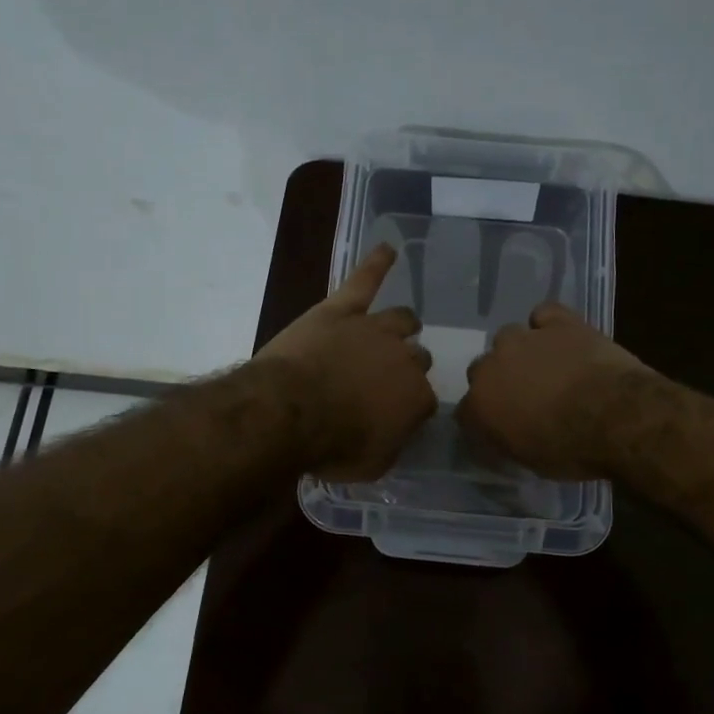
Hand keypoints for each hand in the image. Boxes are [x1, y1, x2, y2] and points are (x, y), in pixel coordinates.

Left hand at [253, 243, 436, 479]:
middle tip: (387, 379)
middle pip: (417, 358)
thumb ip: (392, 443)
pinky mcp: (341, 309)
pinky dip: (377, 264)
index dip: (409, 407)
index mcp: (416, 397)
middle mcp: (404, 358)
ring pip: (401, 320)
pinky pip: (364, 280)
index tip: (394, 415)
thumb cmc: (332, 445)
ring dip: (403, 325)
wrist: (291, 411)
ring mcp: (373, 329)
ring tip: (403, 325)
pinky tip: (388, 249)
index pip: (423, 400)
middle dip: (407, 367)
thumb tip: (394, 432)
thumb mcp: (373, 463)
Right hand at [456, 303, 651, 478]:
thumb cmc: (570, 450)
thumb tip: (507, 434)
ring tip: (545, 365)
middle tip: (525, 395)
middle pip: (481, 368)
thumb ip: (508, 441)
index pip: (466, 411)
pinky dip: (548, 323)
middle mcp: (492, 367)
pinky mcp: (558, 323)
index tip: (501, 426)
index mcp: (479, 406)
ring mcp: (524, 339)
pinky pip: (543, 314)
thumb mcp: (530, 461)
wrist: (614, 417)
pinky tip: (561, 337)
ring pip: (508, 337)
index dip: (484, 418)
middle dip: (499, 380)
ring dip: (520, 351)